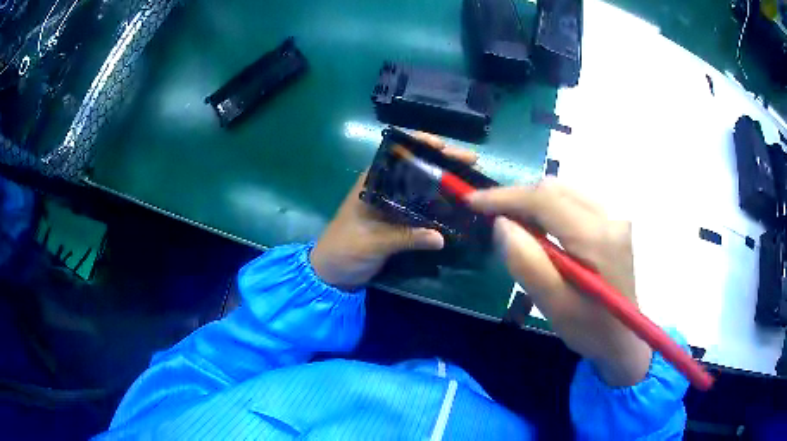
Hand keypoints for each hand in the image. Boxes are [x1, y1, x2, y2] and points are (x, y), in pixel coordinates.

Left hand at [311, 133, 477, 290]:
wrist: (332, 274)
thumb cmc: (344, 250)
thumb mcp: (372, 242)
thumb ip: (404, 237)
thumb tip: (441, 237)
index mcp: (372, 182)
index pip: (397, 154)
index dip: (420, 145)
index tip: (444, 146)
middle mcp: (385, 188)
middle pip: (416, 168)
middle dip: (442, 162)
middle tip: (470, 161)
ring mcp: (393, 205)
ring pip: (422, 187)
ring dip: (444, 183)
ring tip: (471, 179)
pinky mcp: (399, 221)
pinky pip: (423, 209)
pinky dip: (439, 206)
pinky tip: (458, 206)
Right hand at [469, 178, 651, 386]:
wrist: (625, 340)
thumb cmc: (590, 330)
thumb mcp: (554, 306)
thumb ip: (528, 264)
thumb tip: (502, 224)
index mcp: (597, 238)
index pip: (545, 200)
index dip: (505, 197)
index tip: (473, 202)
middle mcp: (610, 217)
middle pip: (555, 190)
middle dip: (518, 199)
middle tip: (489, 218)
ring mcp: (614, 218)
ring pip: (564, 193)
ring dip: (533, 204)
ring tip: (512, 226)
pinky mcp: (613, 224)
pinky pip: (574, 203)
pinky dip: (550, 210)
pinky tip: (541, 231)